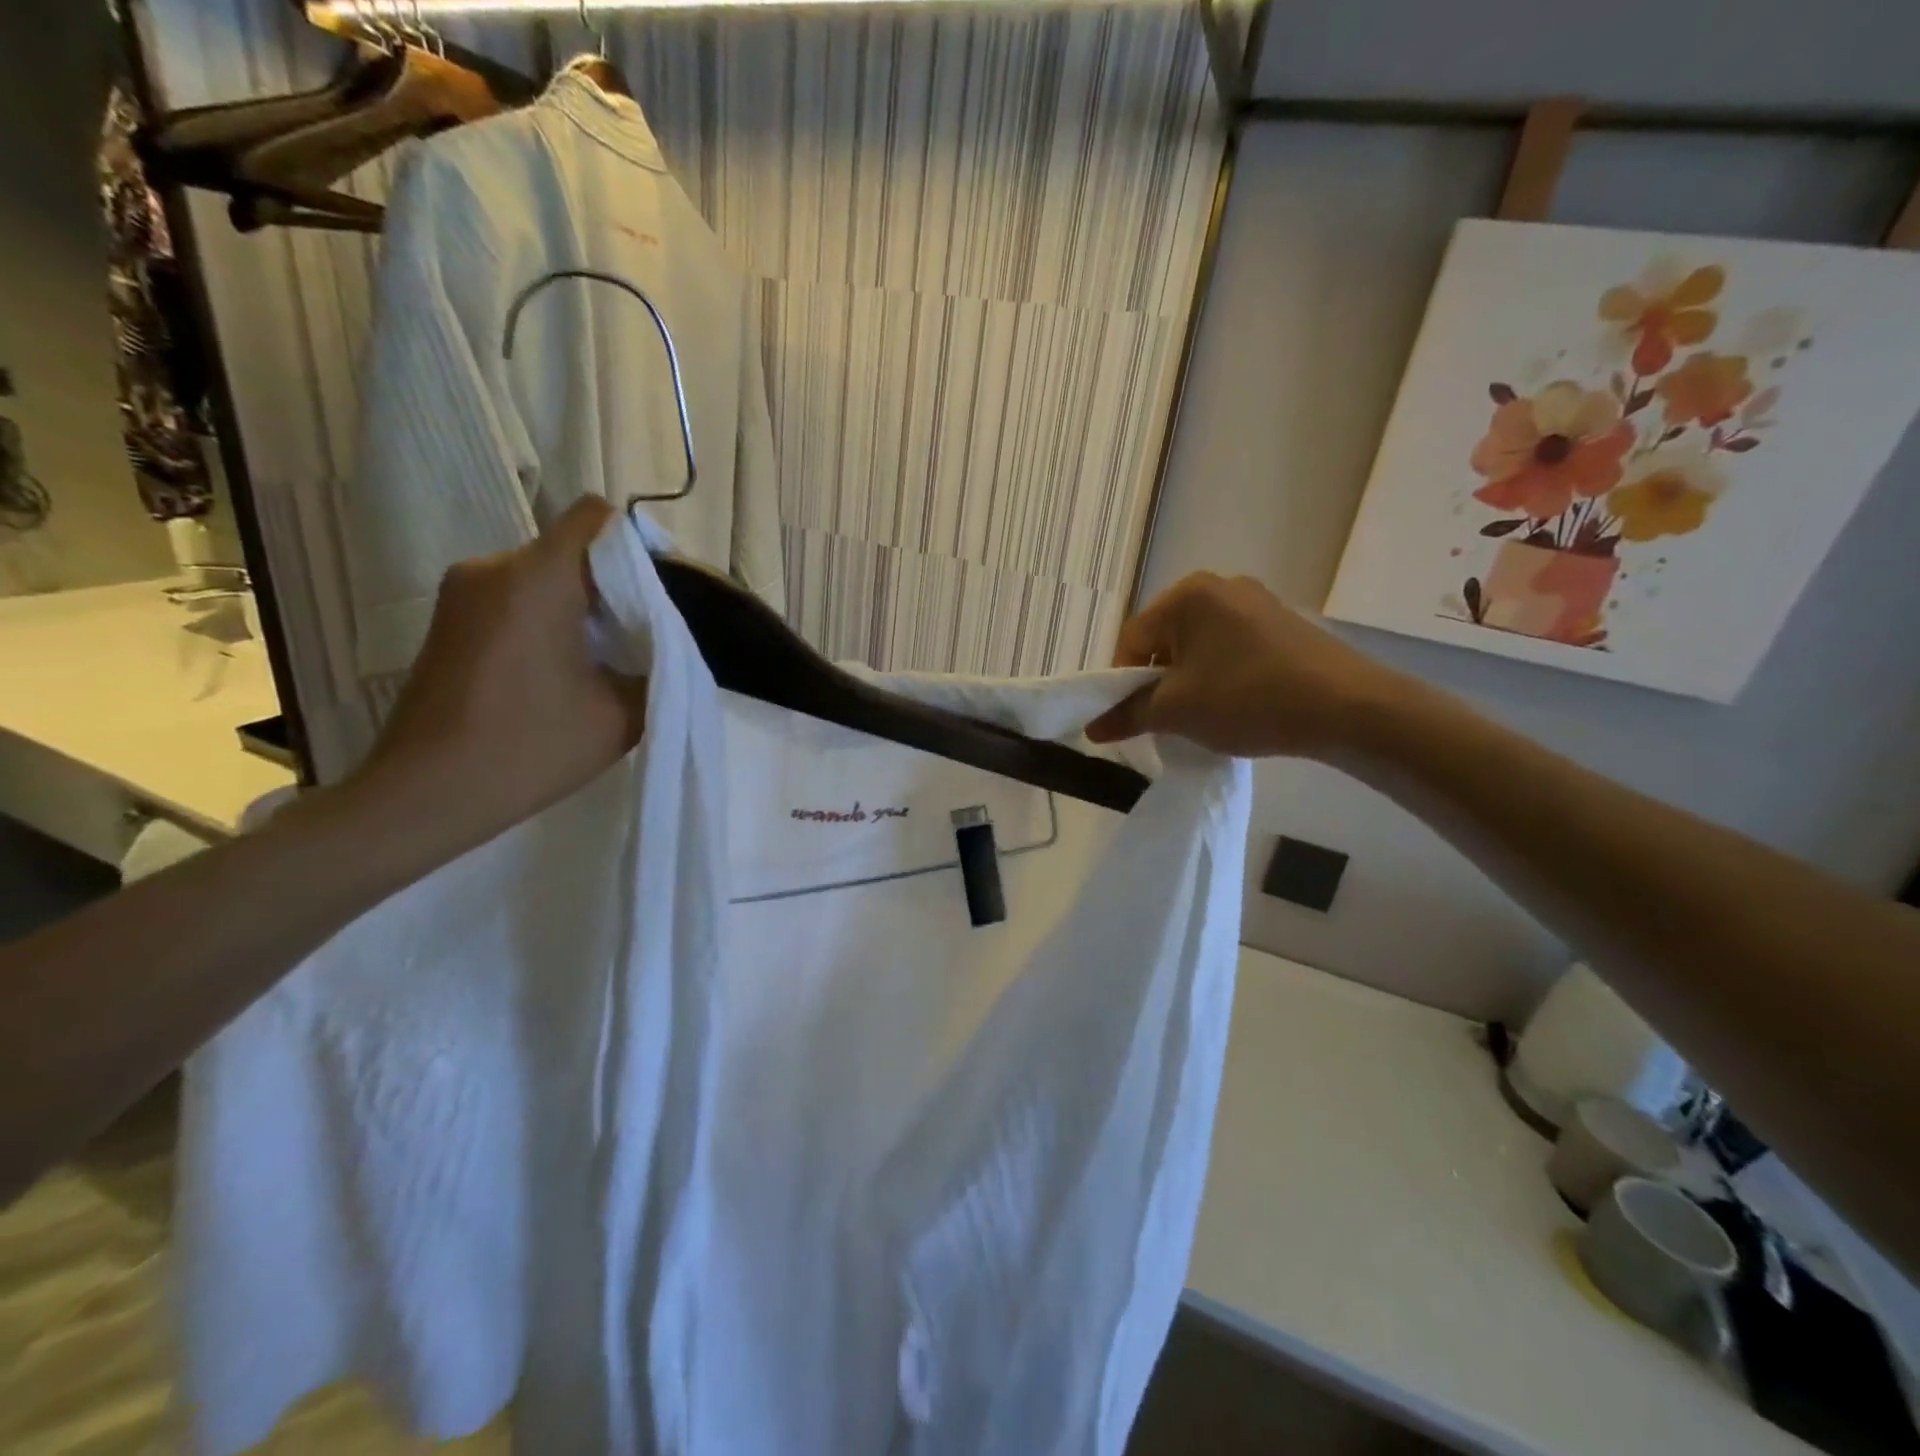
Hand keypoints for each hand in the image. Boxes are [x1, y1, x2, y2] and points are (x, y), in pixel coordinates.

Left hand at [351, 496, 645, 849]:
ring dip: (580, 605)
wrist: (424, 796)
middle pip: (571, 549)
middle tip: (642, 636)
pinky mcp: (448, 621)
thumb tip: (661, 650)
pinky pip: (514, 597)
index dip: (636, 544)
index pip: (596, 518)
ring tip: (603, 659)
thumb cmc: (529, 748)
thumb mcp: (621, 715)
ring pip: (543, 575)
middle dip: (613, 584)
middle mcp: (491, 568)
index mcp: (536, 578)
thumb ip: (656, 669)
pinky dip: (547, 619)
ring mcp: (461, 593)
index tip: (658, 592)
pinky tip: (562, 672)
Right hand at [1085, 573, 1401, 758]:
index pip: (1131, 639)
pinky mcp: (1283, 623)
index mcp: (1187, 595)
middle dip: (1158, 682)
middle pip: (1165, 639)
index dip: (1122, 682)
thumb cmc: (1246, 698)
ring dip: (1189, 681)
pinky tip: (1236, 704)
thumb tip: (1092, 729)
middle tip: (1167, 720)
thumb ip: (1128, 715)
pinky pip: (1231, 648)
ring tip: (1203, 717)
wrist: (1346, 707)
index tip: (1132, 718)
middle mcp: (1219, 586)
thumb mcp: (1176, 712)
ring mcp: (1256, 602)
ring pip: (1199, 646)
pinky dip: (1220, 675)